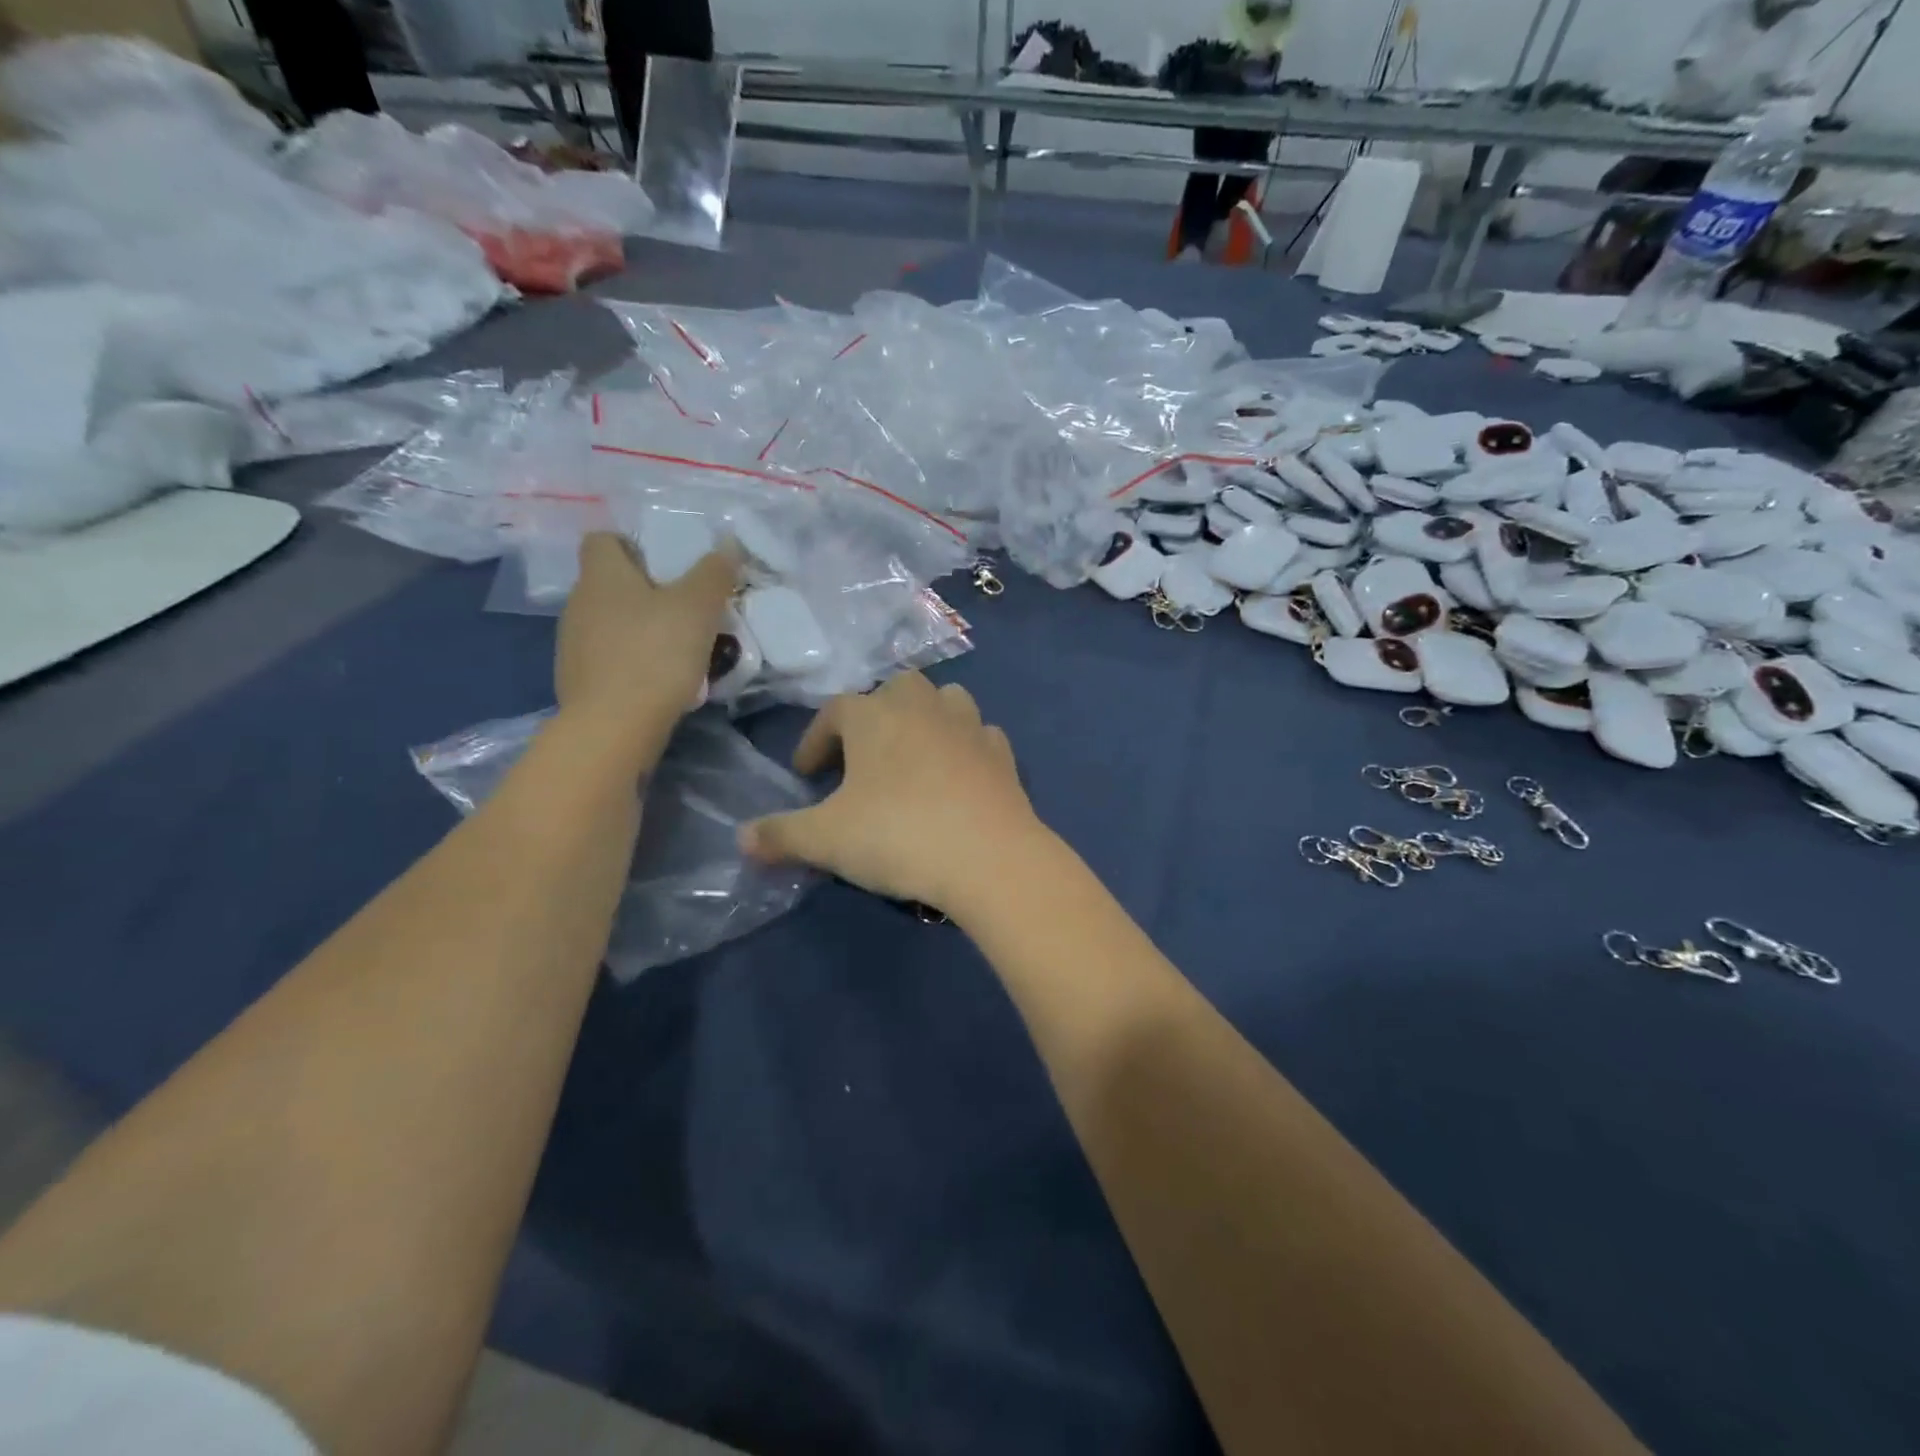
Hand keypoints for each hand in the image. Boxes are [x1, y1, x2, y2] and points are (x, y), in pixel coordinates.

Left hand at [555, 532, 736, 758]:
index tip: (667, 564)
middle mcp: (578, 603)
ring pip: (610, 623)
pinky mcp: (578, 681)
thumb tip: (727, 543)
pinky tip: (660, 680)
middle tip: (686, 608)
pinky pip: (609, 658)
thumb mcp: (698, 607)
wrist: (614, 727)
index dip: (633, 545)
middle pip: (610, 584)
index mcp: (601, 575)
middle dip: (646, 591)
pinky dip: (632, 662)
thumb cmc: (655, 654)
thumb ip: (714, 573)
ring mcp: (573, 644)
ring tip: (679, 648)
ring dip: (640, 629)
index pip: (603, 540)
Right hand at [740, 673, 1049, 914]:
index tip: (806, 775)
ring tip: (911, 757)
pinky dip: (964, 747)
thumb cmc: (898, 836)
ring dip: (923, 720)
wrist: (989, 857)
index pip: (835, 712)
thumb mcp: (826, 840)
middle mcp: (923, 707)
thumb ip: (780, 835)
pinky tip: (957, 776)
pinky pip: (978, 736)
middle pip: (894, 691)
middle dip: (873, 717)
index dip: (815, 740)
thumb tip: (741, 839)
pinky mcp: (1002, 753)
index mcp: (874, 716)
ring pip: (943, 701)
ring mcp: (969, 725)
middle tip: (860, 760)